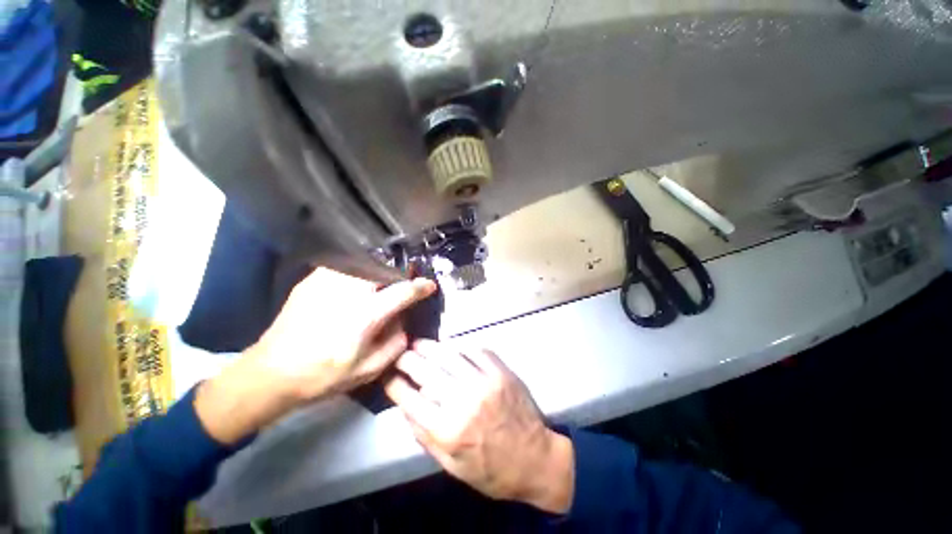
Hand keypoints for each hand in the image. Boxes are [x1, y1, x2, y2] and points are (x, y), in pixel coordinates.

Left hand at [195, 268, 435, 444]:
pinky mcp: (312, 280)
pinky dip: (357, 273)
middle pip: (385, 269)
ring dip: (378, 272)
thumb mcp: (369, 369)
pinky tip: (353, 288)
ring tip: (378, 286)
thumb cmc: (324, 375)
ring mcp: (327, 281)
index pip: (403, 292)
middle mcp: (349, 291)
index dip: (420, 287)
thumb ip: (396, 343)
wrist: (271, 373)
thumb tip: (403, 321)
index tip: (429, 285)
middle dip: (399, 274)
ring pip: (365, 264)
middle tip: (401, 286)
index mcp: (366, 314)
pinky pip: (345, 268)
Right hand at [384, 341, 574, 513]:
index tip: (387, 376)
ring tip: (419, 344)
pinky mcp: (500, 372)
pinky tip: (451, 347)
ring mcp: (484, 382)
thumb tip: (406, 407)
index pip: (410, 399)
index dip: (393, 384)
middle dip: (407, 359)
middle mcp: (464, 401)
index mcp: (448, 430)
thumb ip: (425, 437)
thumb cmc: (491, 469)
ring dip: (430, 346)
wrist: (534, 459)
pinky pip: (474, 350)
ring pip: (449, 354)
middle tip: (400, 354)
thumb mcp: (451, 466)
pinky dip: (459, 347)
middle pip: (426, 371)